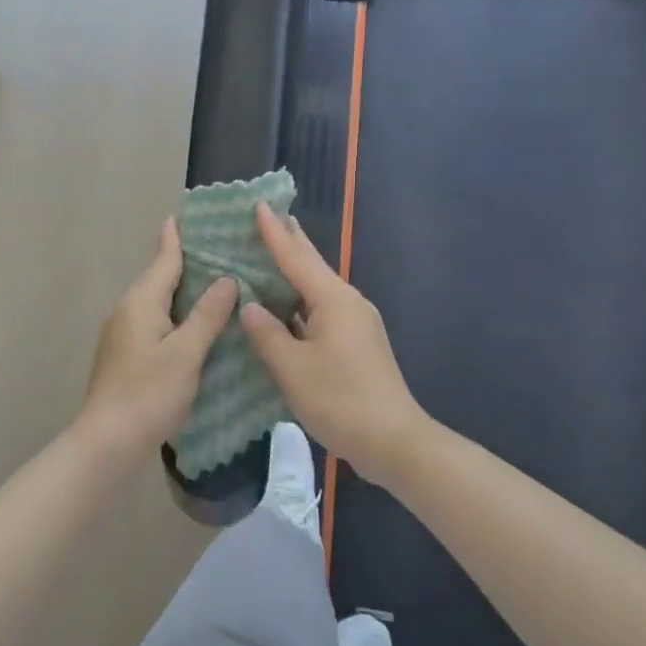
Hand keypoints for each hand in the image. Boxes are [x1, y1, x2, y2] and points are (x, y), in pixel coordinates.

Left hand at [75, 217, 237, 460]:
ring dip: (183, 292)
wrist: (107, 442)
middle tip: (219, 249)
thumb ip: (207, 315)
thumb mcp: (186, 353)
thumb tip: (226, 280)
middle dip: (185, 263)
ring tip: (215, 284)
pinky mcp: (126, 357)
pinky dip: (177, 316)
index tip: (184, 214)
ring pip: (158, 303)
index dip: (176, 238)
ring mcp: (123, 336)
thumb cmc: (148, 393)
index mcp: (141, 302)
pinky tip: (196, 326)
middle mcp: (128, 311)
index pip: (163, 260)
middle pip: (160, 279)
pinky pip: (155, 323)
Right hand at [238, 203, 426, 480]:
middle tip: (268, 218)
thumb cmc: (340, 400)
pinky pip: (323, 311)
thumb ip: (267, 334)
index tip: (260, 204)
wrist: (394, 441)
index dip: (274, 232)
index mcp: (333, 300)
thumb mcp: (292, 369)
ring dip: (294, 274)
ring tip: (270, 258)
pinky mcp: (358, 344)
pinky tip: (286, 309)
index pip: (296, 257)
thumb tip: (251, 307)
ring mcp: (356, 324)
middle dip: (290, 242)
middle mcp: (348, 303)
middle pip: (313, 266)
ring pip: (318, 290)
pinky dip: (301, 303)